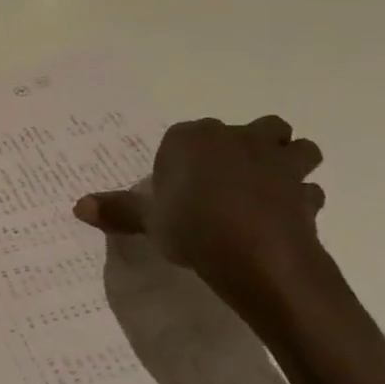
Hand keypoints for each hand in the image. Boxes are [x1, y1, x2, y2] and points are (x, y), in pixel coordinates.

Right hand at [74, 117, 324, 284]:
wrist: (255, 254)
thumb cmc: (190, 226)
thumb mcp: (147, 221)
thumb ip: (117, 210)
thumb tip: (78, 206)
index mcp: (192, 139)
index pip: (184, 137)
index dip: (183, 160)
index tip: (177, 187)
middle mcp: (237, 138)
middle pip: (252, 129)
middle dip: (247, 146)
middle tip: (227, 180)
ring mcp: (277, 162)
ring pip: (295, 147)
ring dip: (287, 162)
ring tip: (267, 190)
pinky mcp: (304, 191)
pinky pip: (306, 189)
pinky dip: (299, 200)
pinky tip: (283, 219)